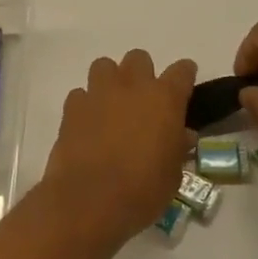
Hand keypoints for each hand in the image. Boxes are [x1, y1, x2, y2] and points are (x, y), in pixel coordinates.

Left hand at [37, 50, 197, 251]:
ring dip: (111, 80)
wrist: (90, 200)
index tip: (184, 84)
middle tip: (143, 100)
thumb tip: (181, 135)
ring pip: (104, 66)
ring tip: (112, 105)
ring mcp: (99, 93)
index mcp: (165, 99)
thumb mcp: (173, 174)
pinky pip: (80, 94)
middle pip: (139, 58)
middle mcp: (132, 86)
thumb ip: (177, 147)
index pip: (182, 71)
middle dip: (142, 73)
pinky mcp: (72, 107)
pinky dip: (86, 104)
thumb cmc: (143, 190)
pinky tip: (88, 124)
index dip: (184, 75)